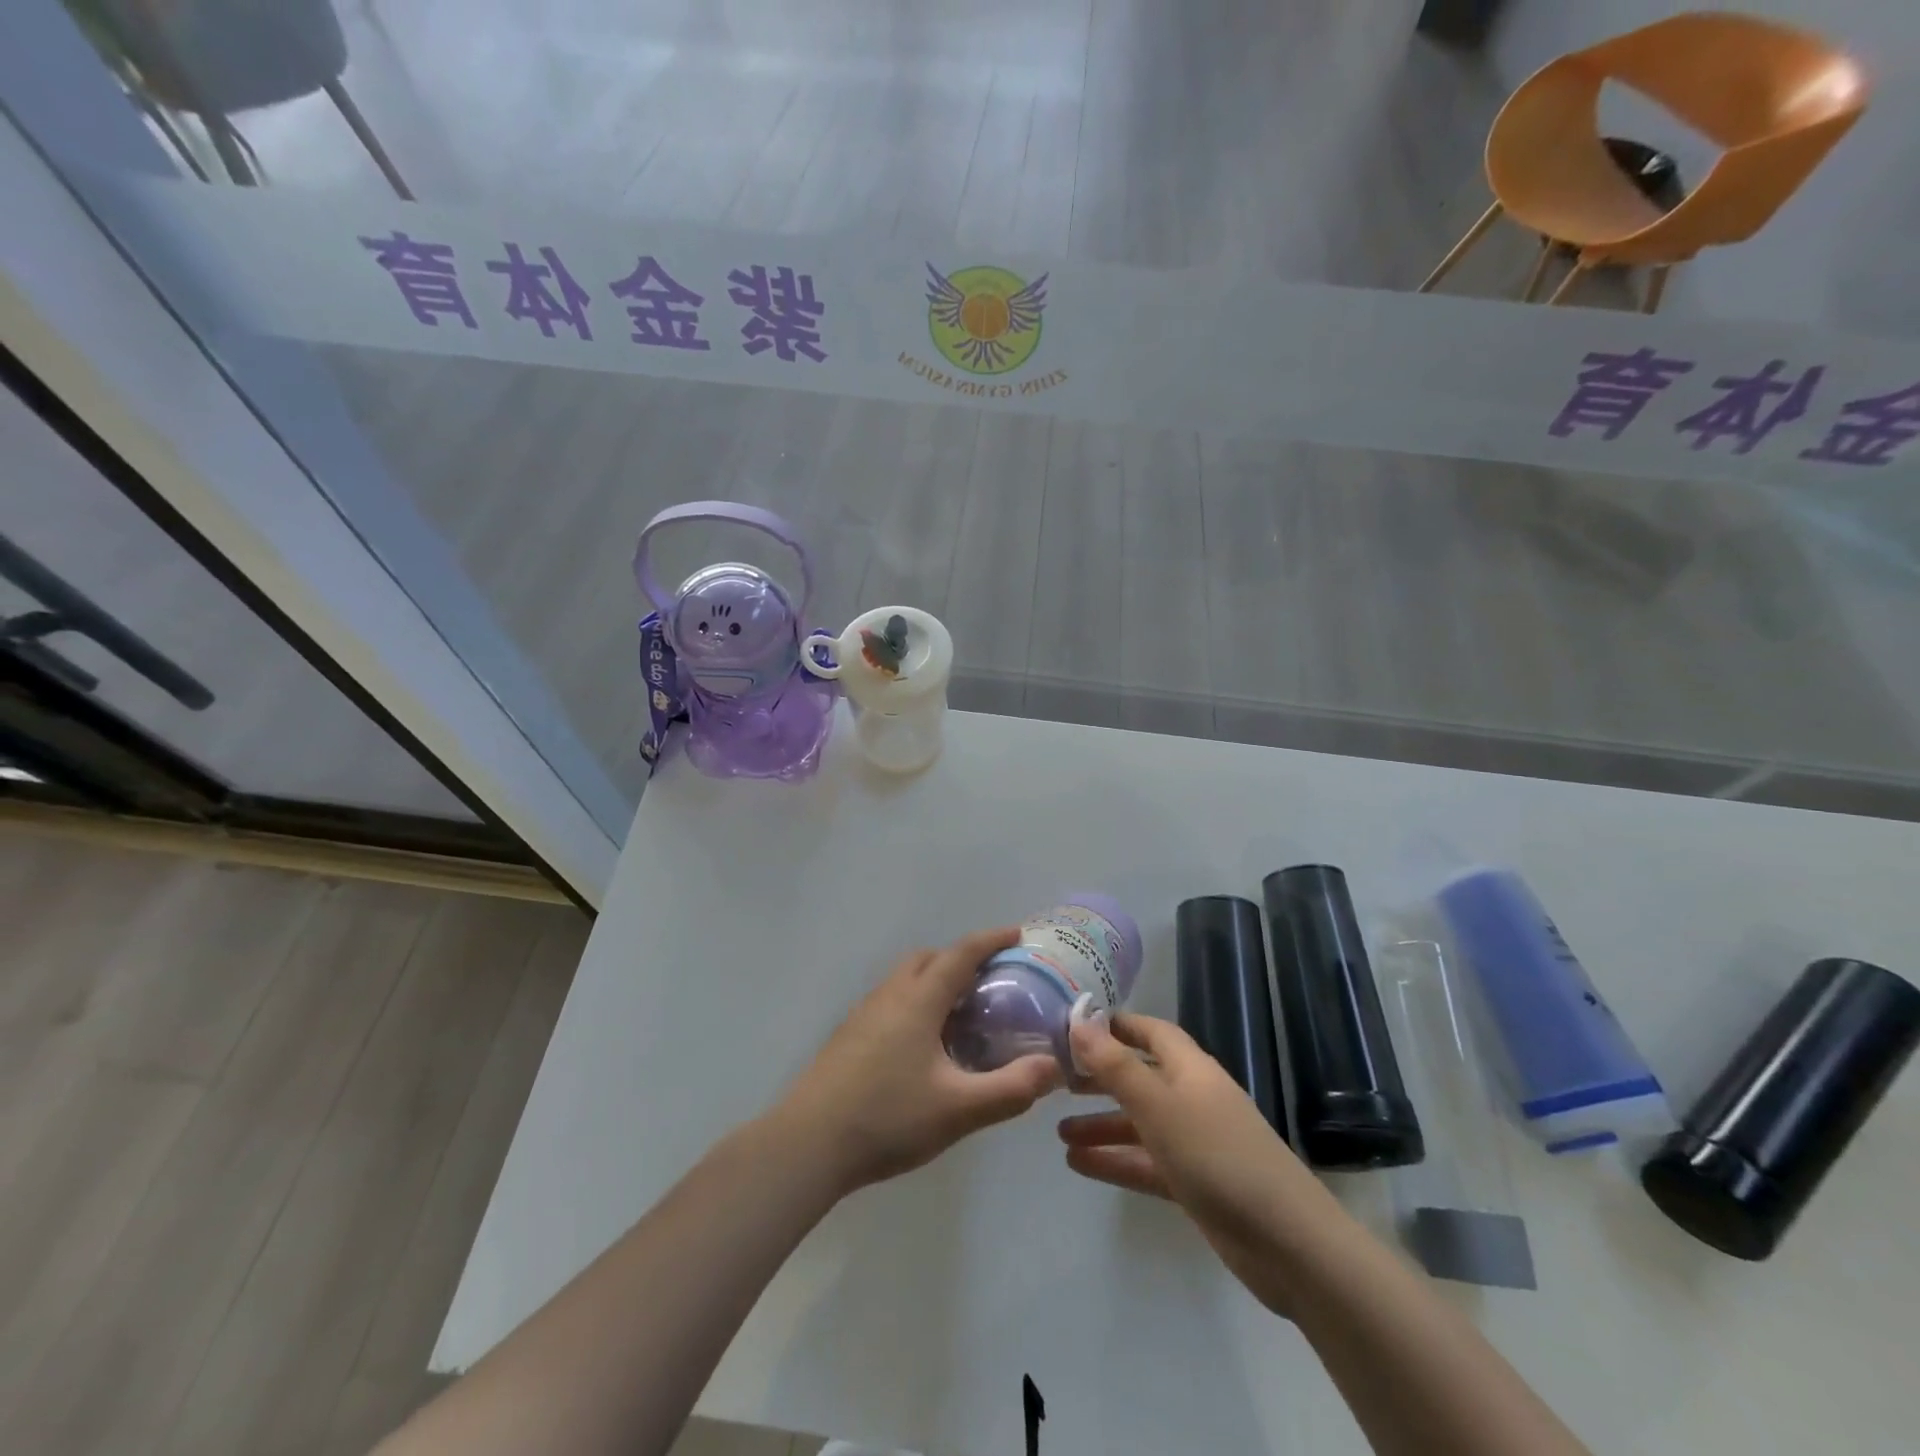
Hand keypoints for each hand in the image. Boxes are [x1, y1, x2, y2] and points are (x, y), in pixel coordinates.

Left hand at [778, 926, 1061, 1194]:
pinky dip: (916, 1002)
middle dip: (962, 958)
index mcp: (918, 999)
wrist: (808, 1143)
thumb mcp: (959, 1109)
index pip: (962, 953)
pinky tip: (923, 1044)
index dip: (992, 939)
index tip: (1018, 933)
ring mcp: (864, 1013)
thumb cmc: (888, 1118)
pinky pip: (891, 1000)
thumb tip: (1053, 1067)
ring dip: (935, 980)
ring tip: (961, 1014)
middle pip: (930, 958)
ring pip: (906, 978)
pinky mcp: (849, 1035)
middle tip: (991, 981)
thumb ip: (1011, 1088)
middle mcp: (890, 994)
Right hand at [1059, 1013, 1340, 1314]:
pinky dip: (1115, 1160)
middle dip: (1101, 1076)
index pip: (1150, 1032)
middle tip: (1057, 1078)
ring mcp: (1195, 1143)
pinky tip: (1078, 1164)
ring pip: (1139, 1124)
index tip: (1075, 1026)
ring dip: (1101, 1124)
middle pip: (1140, 1076)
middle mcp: (1192, 1098)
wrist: (1288, 1244)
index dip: (1116, 1025)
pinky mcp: (1195, 1184)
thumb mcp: (1159, 1106)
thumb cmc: (1218, 1157)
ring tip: (1058, 1131)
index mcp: (1190, 1069)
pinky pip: (1146, 1163)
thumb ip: (1116, 1066)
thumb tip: (1078, 1021)